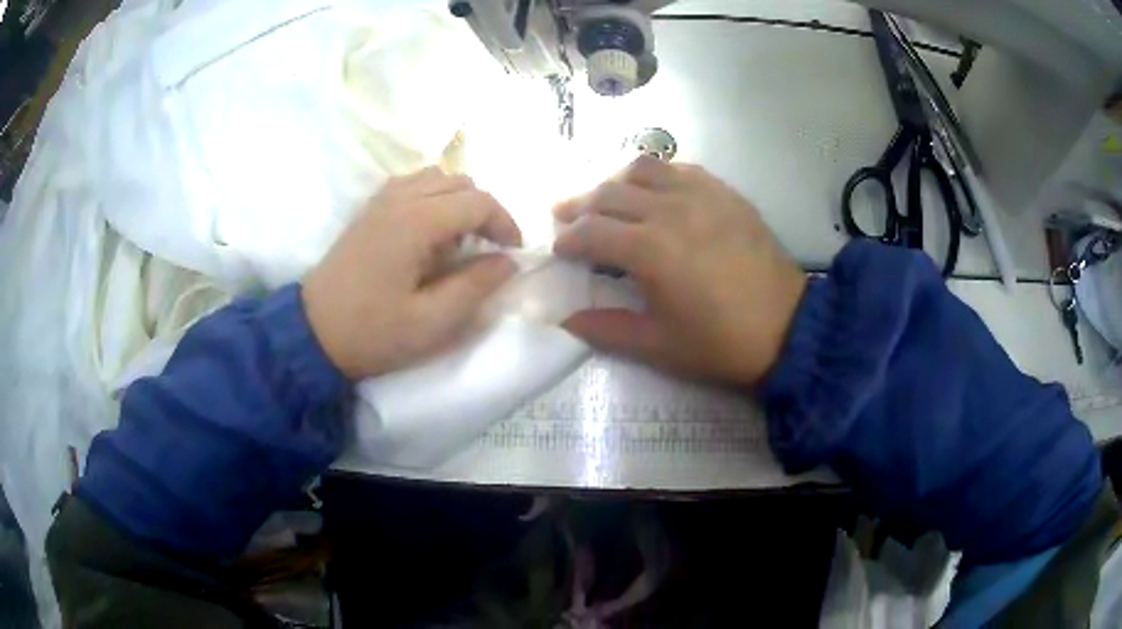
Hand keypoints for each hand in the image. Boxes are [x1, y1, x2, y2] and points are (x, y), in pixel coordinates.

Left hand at [302, 168, 521, 378]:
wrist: (313, 332)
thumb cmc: (372, 332)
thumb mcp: (431, 323)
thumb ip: (475, 287)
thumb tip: (507, 262)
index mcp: (417, 222)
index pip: (478, 201)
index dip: (505, 223)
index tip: (513, 253)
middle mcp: (400, 199)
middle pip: (460, 182)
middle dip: (485, 210)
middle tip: (489, 248)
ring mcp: (381, 200)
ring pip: (437, 177)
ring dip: (459, 200)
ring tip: (460, 239)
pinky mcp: (370, 210)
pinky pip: (413, 184)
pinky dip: (434, 197)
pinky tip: (430, 230)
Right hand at [553, 157, 805, 385]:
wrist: (788, 330)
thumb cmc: (720, 343)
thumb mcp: (658, 346)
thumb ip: (605, 329)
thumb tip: (566, 320)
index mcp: (649, 250)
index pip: (592, 232)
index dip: (568, 239)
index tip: (559, 250)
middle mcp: (670, 210)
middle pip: (610, 194)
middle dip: (580, 205)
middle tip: (566, 217)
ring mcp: (702, 195)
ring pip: (644, 170)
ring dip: (615, 181)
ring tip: (606, 197)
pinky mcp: (726, 194)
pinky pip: (681, 170)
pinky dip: (657, 175)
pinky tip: (654, 191)